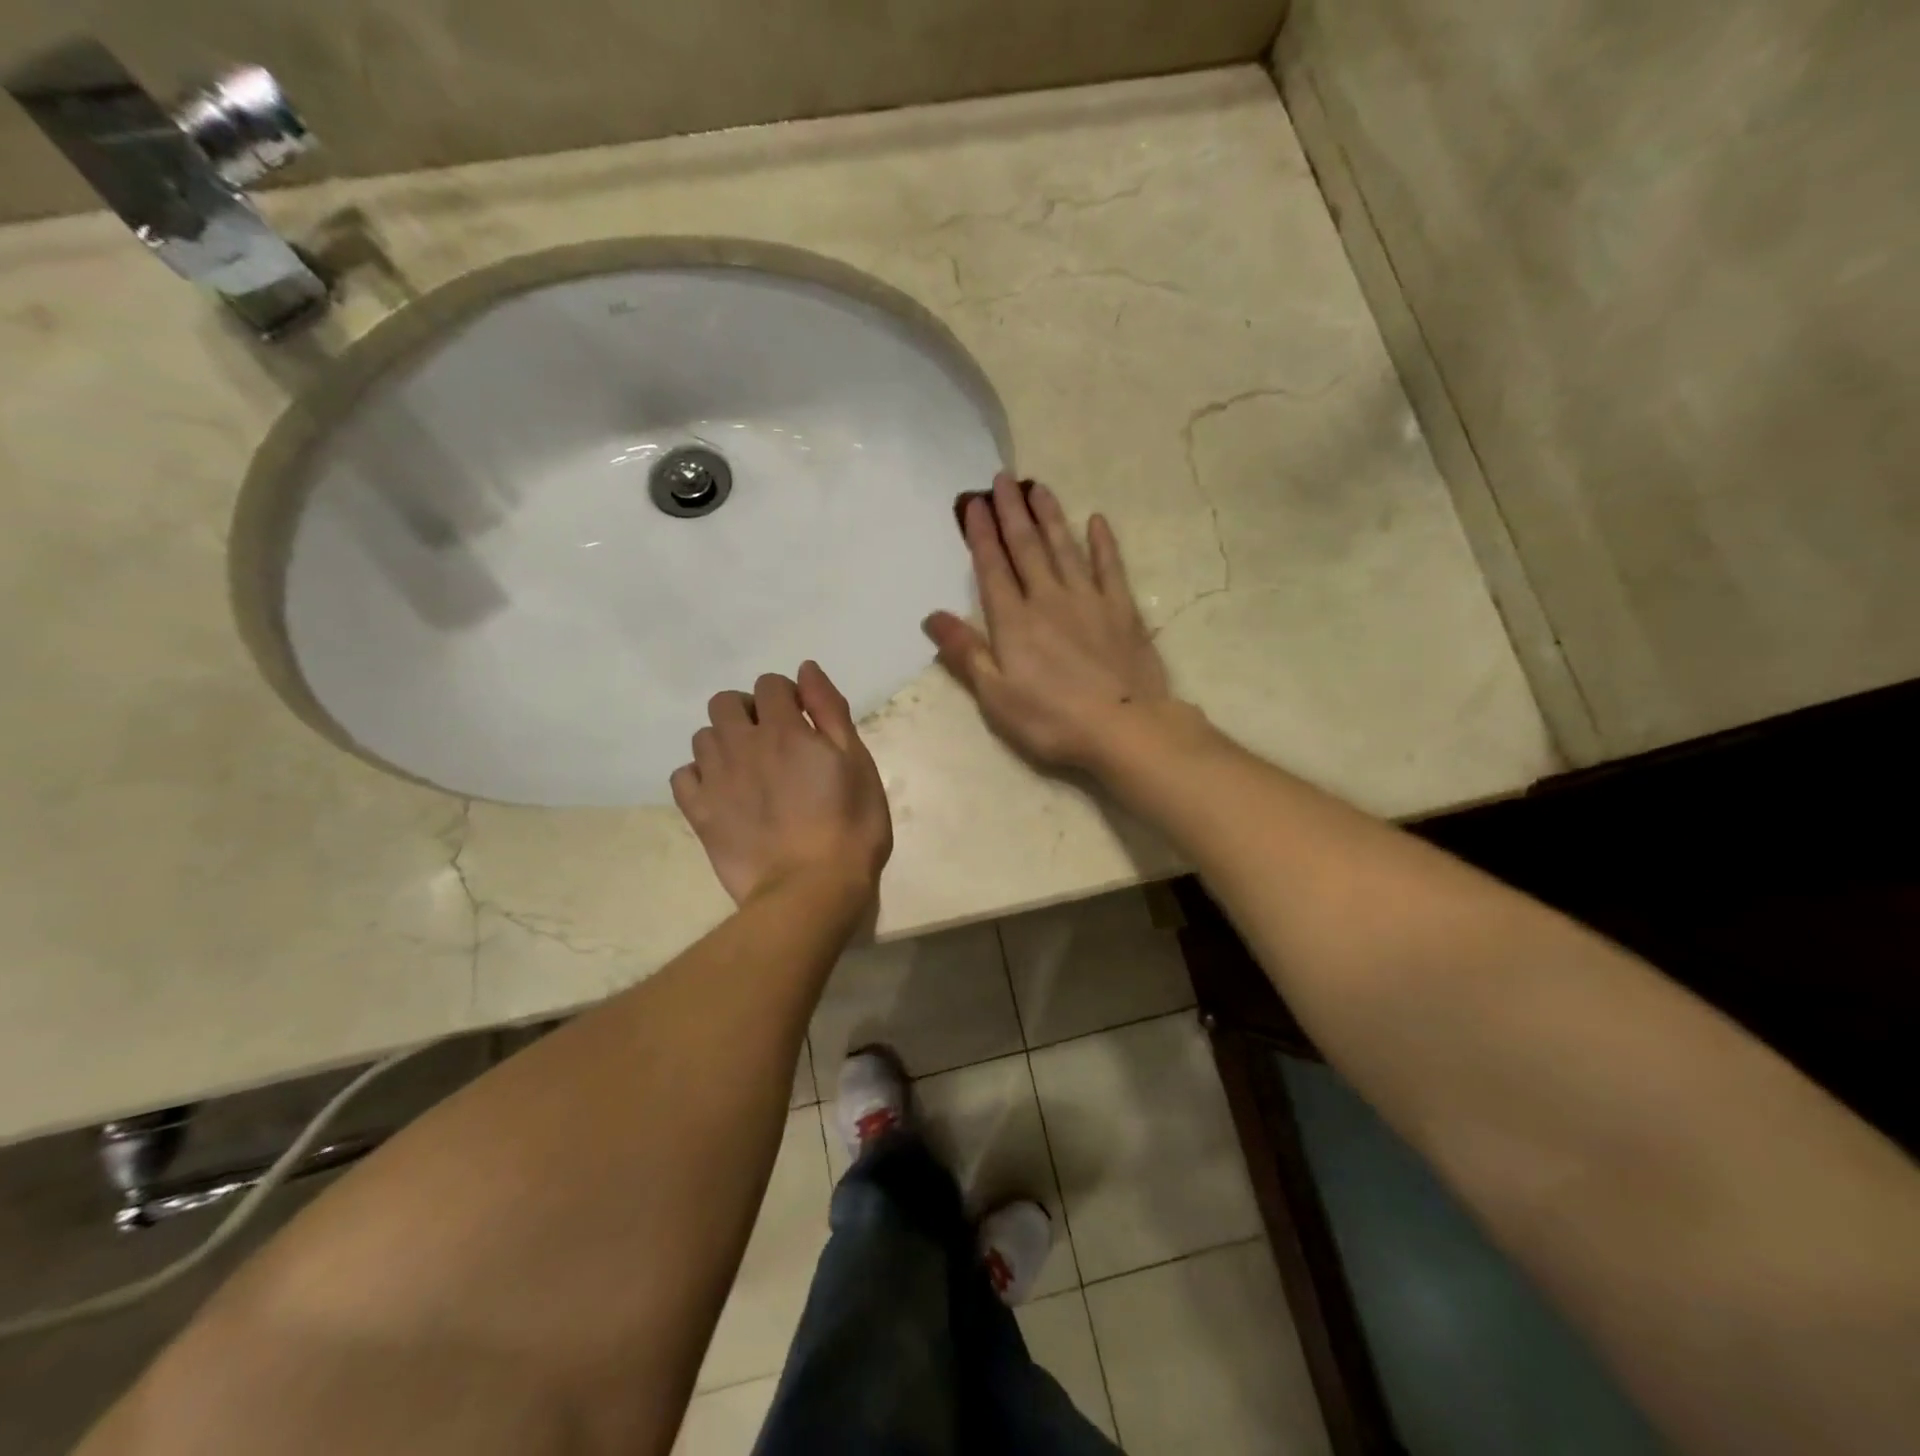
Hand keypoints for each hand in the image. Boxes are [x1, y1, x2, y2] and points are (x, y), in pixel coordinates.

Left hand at [670, 662, 892, 906]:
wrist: (812, 890)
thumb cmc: (850, 826)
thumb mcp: (858, 763)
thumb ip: (830, 711)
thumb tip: (805, 670)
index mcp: (784, 730)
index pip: (771, 684)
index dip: (787, 696)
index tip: (804, 721)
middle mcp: (742, 745)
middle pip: (725, 703)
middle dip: (748, 711)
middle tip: (773, 741)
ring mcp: (715, 780)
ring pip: (703, 737)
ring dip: (724, 741)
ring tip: (749, 770)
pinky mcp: (700, 813)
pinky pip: (683, 776)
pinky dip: (699, 776)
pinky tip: (723, 792)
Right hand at [923, 473, 1175, 769]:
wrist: (1123, 728)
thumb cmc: (1051, 719)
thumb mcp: (995, 696)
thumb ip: (965, 653)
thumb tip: (931, 616)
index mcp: (1014, 621)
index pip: (992, 568)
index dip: (981, 535)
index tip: (974, 502)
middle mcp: (1048, 599)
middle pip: (1026, 548)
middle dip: (1011, 512)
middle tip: (1002, 478)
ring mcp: (1089, 600)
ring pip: (1064, 548)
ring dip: (1049, 517)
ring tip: (1038, 487)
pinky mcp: (1122, 610)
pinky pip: (1110, 567)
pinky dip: (1103, 543)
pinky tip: (1097, 521)